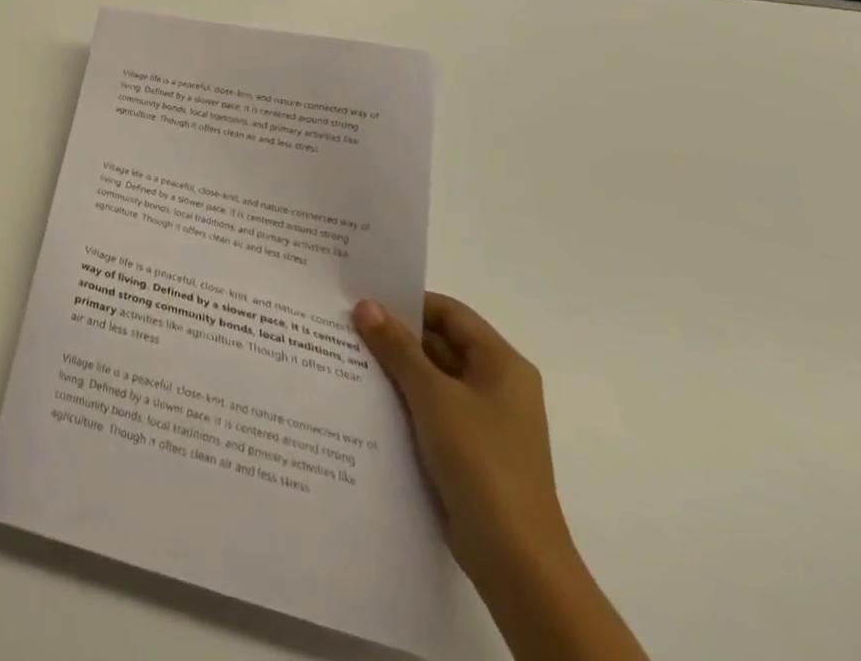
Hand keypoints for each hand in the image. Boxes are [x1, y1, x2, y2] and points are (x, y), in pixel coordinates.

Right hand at [352, 294, 572, 585]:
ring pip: (431, 377)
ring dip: (395, 368)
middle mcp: (497, 386)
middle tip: (344, 325)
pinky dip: (402, 399)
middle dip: (395, 335)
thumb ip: (398, 347)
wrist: (515, 559)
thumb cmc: (481, 462)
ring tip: (345, 356)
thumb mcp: (433, 395)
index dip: (408, 302)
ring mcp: (484, 420)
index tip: (362, 300)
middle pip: (440, 343)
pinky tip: (365, 398)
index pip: (449, 313)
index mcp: (502, 365)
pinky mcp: (469, 449)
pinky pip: (430, 409)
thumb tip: (366, 306)